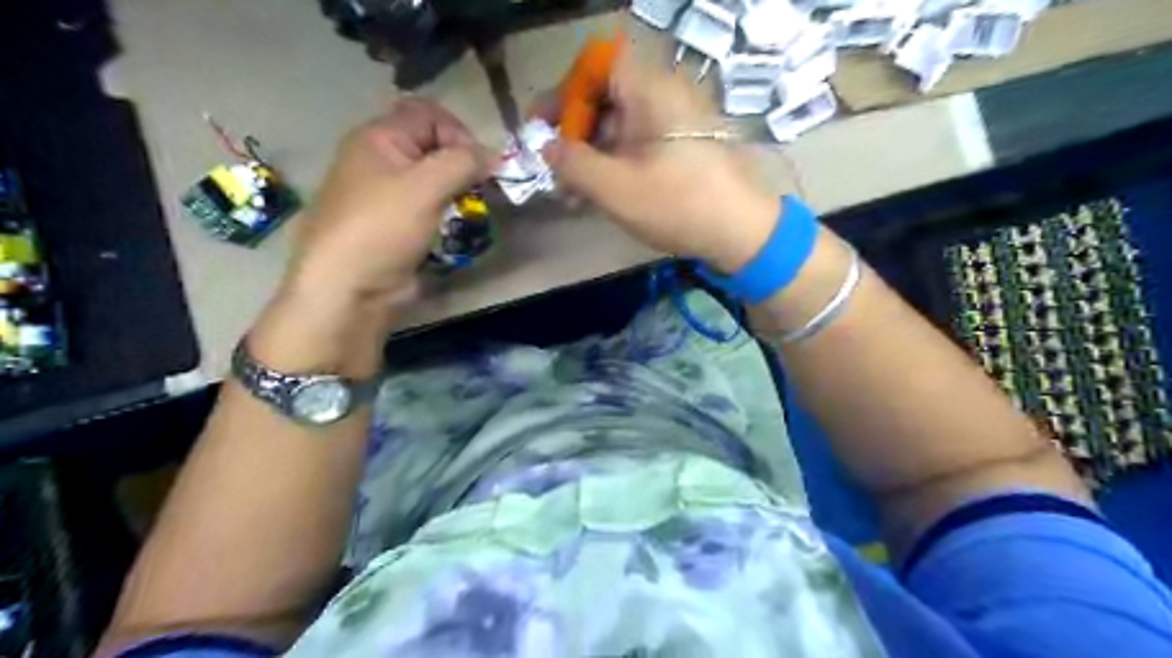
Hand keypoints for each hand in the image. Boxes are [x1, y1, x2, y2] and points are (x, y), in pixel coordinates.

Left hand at [284, 97, 490, 308]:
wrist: (351, 288)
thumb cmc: (383, 228)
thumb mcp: (425, 186)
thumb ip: (463, 162)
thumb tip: (494, 156)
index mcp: (378, 138)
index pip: (428, 115)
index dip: (458, 133)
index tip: (479, 165)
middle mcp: (381, 159)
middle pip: (432, 144)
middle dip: (461, 162)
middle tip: (479, 188)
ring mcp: (387, 193)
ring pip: (433, 176)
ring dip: (457, 188)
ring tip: (471, 206)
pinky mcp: (397, 223)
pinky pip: (429, 203)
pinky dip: (447, 208)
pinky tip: (456, 222)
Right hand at [541, 51, 780, 275]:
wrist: (744, 233)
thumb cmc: (678, 205)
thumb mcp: (616, 188)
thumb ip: (573, 163)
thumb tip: (546, 147)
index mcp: (650, 90)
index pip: (598, 65)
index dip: (566, 92)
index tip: (544, 127)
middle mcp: (666, 95)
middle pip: (608, 95)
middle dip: (575, 130)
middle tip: (554, 167)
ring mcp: (678, 121)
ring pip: (623, 124)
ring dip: (594, 153)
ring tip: (573, 192)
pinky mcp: (685, 146)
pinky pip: (642, 142)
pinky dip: (618, 162)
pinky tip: (602, 193)